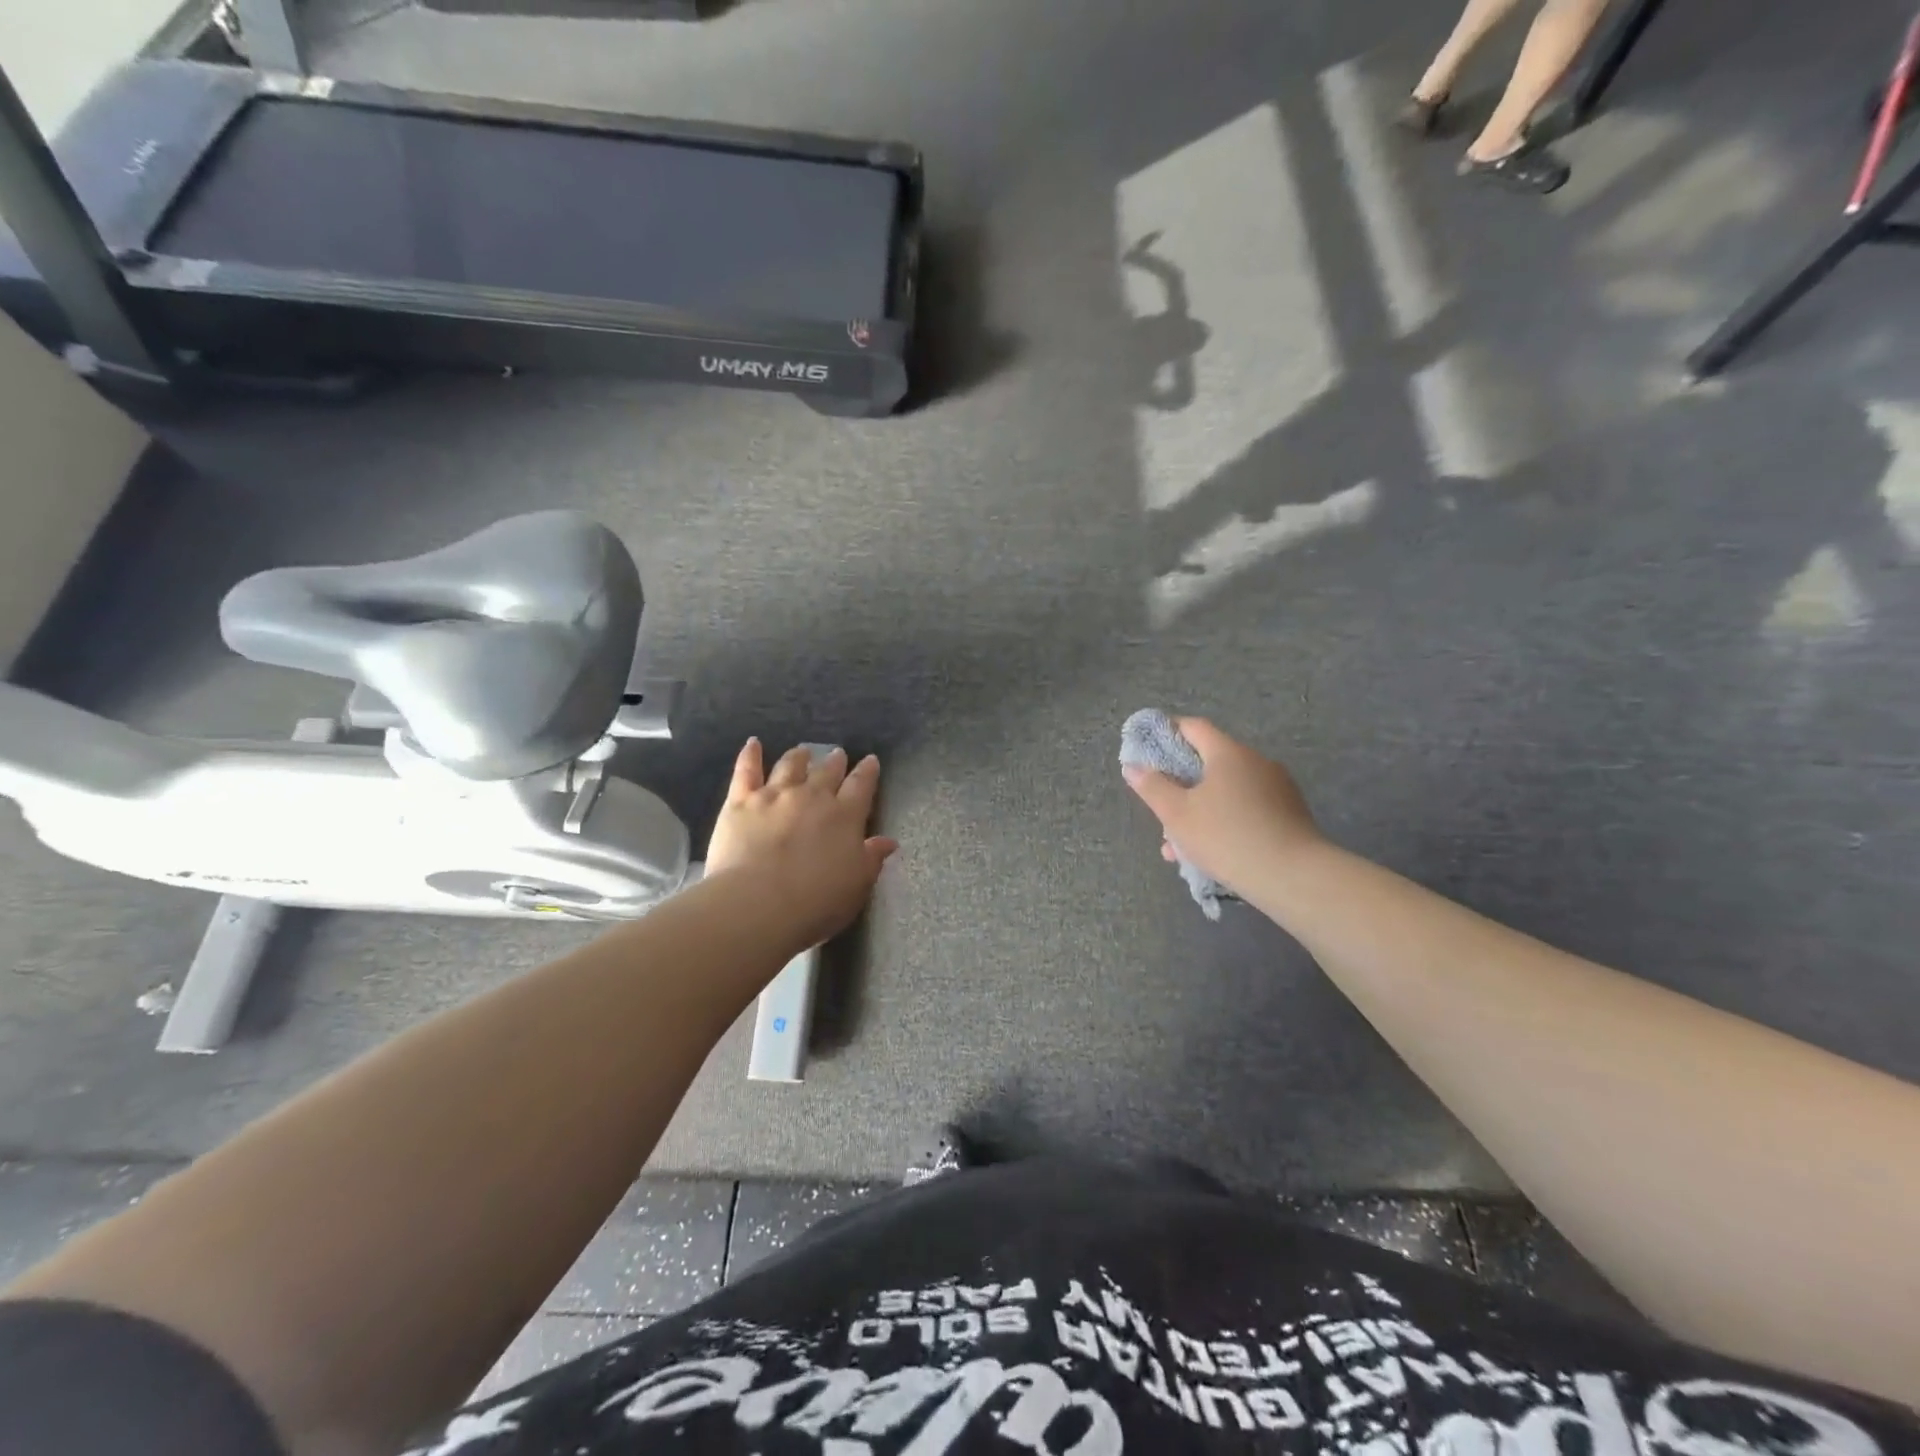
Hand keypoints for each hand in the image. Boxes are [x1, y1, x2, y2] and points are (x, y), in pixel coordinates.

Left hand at [706, 740, 897, 947]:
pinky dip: (750, 755)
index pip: (862, 785)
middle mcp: (812, 796)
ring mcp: (775, 795)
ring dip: (799, 756)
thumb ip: (871, 859)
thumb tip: (888, 842)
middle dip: (834, 762)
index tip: (870, 761)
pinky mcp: (741, 802)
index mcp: (845, 815)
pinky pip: (746, 771)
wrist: (758, 904)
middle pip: (827, 771)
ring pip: (789, 766)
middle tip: (837, 754)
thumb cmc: (816, 902)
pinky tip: (753, 744)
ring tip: (802, 751)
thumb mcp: (856, 885)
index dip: (867, 771)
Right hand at [1122, 718, 1324, 892]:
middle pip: (1209, 763)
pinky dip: (1224, 823)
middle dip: (1181, 786)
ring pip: (1226, 793)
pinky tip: (1209, 855)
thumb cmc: (1226, 837)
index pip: (1194, 727)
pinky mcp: (1289, 815)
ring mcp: (1277, 788)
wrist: (1293, 877)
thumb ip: (1152, 787)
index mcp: (1228, 753)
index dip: (1168, 731)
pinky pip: (1246, 810)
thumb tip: (1133, 766)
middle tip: (1161, 810)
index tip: (1148, 747)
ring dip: (1199, 812)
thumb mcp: (1177, 814)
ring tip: (1179, 848)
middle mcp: (1256, 762)